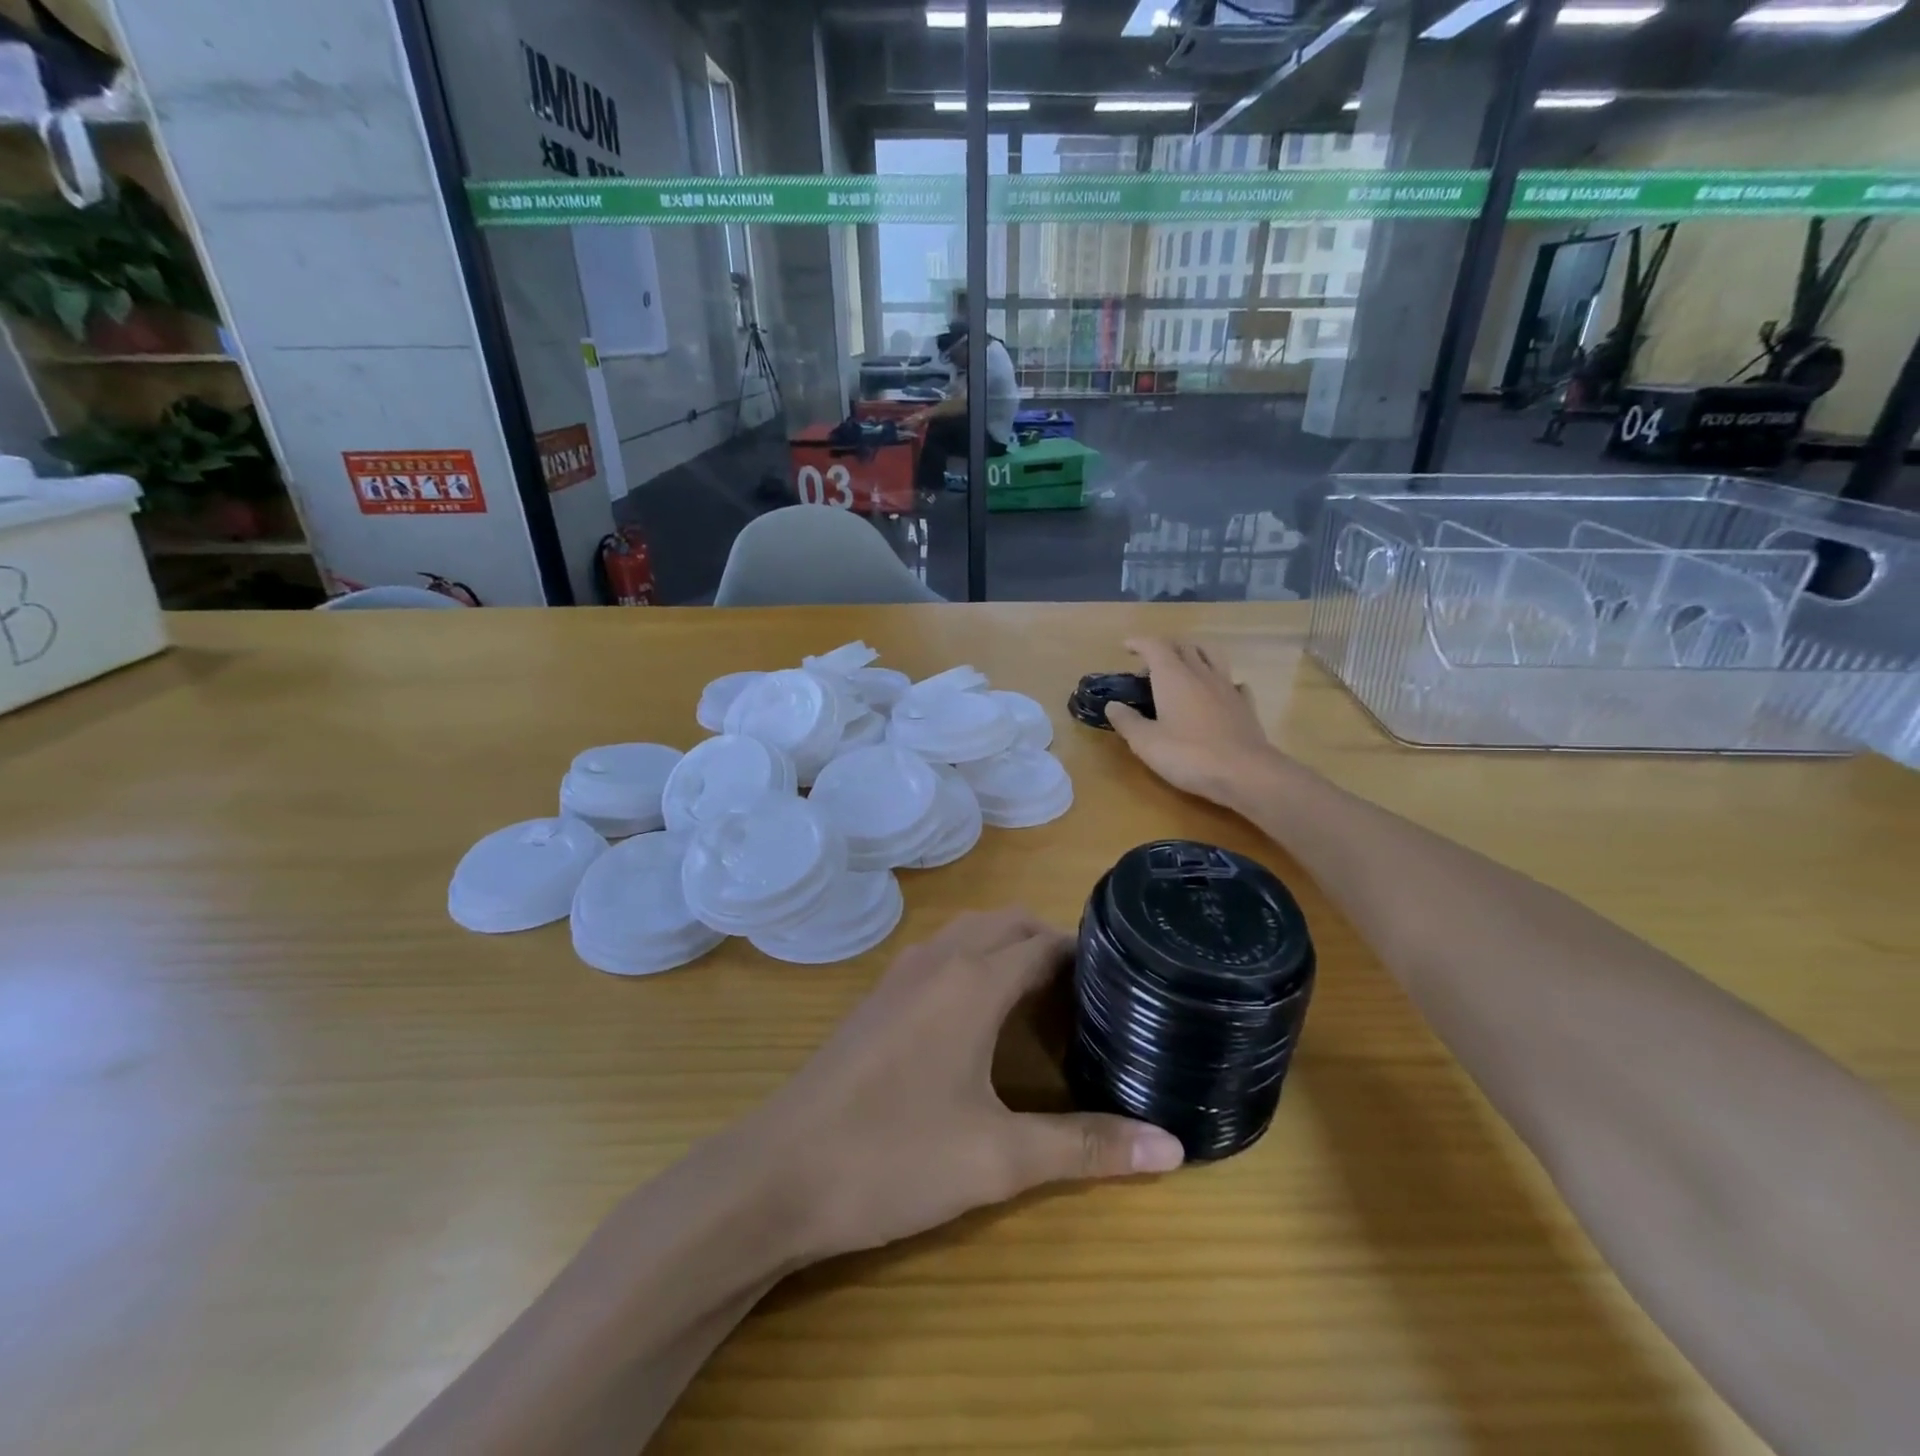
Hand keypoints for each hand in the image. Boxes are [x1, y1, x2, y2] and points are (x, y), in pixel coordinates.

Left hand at [739, 909, 1184, 1261]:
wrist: (777, 1174)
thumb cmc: (893, 1157)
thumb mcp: (999, 1158)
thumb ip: (1086, 1147)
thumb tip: (1174, 1147)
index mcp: (972, 981)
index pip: (1043, 942)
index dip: (1086, 954)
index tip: (1123, 981)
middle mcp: (937, 961)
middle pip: (1006, 924)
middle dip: (1049, 943)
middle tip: (1089, 993)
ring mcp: (899, 976)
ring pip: (967, 934)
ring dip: (1005, 947)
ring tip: (1042, 997)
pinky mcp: (876, 1000)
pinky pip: (938, 955)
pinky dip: (971, 961)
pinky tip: (977, 1017)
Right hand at [1105, 637, 1279, 808]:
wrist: (1244, 772)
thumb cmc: (1188, 755)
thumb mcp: (1146, 742)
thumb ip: (1127, 721)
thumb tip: (1113, 705)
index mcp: (1173, 677)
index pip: (1155, 646)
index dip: (1140, 643)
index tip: (1127, 646)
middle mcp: (1201, 674)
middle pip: (1184, 647)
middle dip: (1165, 648)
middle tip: (1151, 664)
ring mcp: (1227, 687)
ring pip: (1212, 656)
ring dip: (1195, 654)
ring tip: (1185, 666)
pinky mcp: (1245, 705)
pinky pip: (1233, 682)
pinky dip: (1221, 681)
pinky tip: (1217, 693)